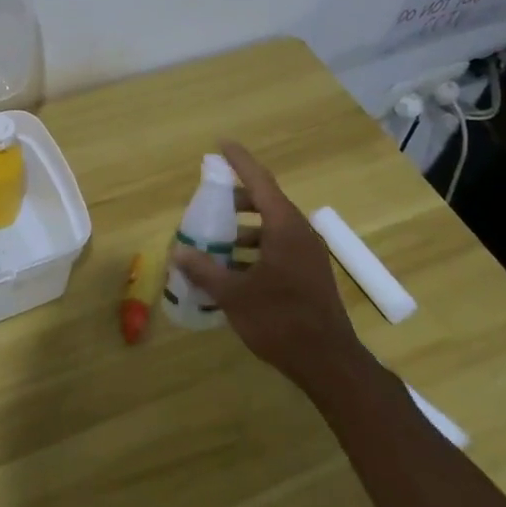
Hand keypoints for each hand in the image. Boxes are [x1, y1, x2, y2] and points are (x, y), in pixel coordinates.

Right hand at [172, 142, 373, 399]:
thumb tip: (177, 251)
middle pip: (265, 203)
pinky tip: (232, 270)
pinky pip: (278, 247)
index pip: (259, 181)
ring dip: (243, 229)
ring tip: (213, 241)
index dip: (239, 162)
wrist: (328, 362)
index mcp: (285, 228)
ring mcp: (308, 254)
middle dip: (235, 200)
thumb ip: (204, 269)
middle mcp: (300, 233)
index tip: (221, 145)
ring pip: (271, 228)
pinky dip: (254, 249)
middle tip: (208, 203)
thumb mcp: (234, 295)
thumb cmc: (279, 320)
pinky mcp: (309, 274)